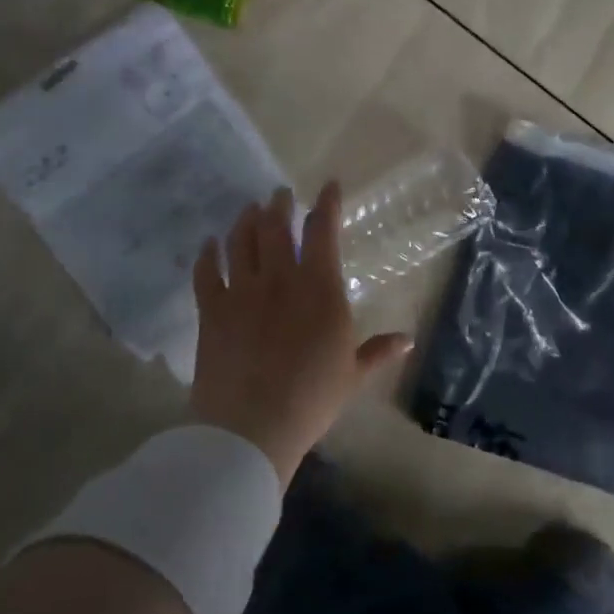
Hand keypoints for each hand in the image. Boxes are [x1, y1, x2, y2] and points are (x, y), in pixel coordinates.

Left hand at [190, 183, 411, 483]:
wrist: (252, 426)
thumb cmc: (312, 399)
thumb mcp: (352, 375)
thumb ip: (378, 351)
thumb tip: (408, 340)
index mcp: (320, 289)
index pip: (323, 232)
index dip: (326, 204)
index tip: (328, 187)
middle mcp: (280, 279)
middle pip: (276, 227)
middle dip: (279, 205)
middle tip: (279, 194)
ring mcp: (242, 292)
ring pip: (240, 241)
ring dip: (245, 220)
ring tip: (249, 209)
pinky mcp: (212, 310)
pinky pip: (206, 272)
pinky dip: (207, 254)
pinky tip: (208, 245)